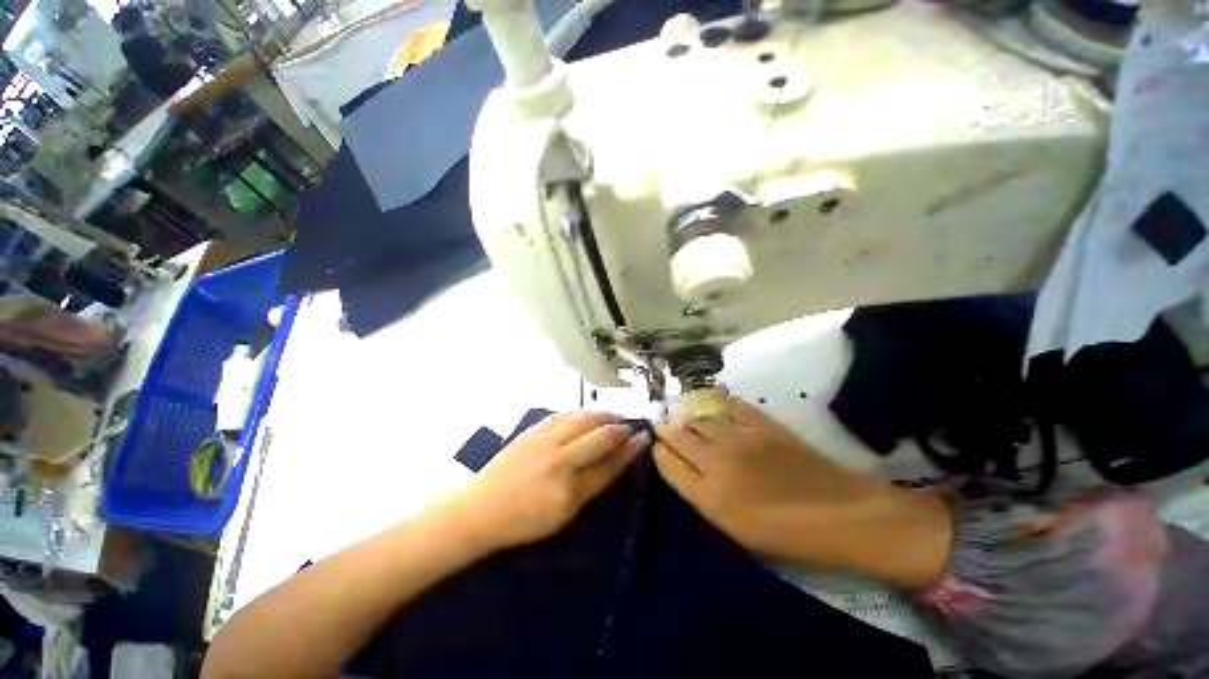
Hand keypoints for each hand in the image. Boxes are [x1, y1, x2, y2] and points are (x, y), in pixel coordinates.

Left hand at [449, 412, 648, 551]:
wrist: (482, 508)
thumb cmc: (525, 519)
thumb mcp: (564, 514)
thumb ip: (592, 485)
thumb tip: (615, 461)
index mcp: (570, 488)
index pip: (610, 464)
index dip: (630, 449)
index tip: (644, 437)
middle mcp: (561, 460)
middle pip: (600, 436)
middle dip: (620, 428)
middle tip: (628, 426)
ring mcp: (545, 440)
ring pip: (584, 419)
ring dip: (602, 415)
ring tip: (612, 416)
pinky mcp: (533, 430)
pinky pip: (564, 414)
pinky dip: (580, 412)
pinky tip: (586, 414)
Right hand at [654, 395, 870, 556]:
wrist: (842, 515)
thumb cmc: (787, 533)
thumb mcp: (737, 528)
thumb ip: (705, 496)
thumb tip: (684, 468)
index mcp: (710, 496)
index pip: (669, 464)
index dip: (659, 452)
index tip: (656, 446)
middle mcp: (717, 462)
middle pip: (679, 436)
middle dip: (665, 428)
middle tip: (661, 423)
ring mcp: (740, 438)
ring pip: (698, 417)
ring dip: (684, 413)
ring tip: (677, 410)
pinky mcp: (762, 423)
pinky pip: (728, 405)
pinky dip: (713, 401)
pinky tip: (707, 399)